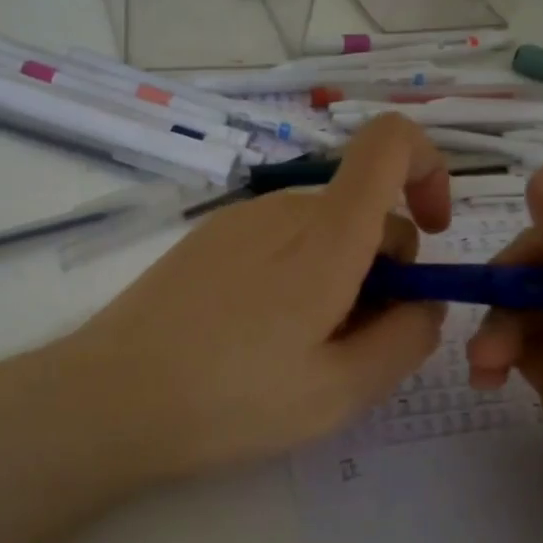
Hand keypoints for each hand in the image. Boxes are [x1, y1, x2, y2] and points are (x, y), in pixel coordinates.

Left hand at [47, 115, 450, 482]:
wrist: (109, 398)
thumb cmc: (231, 400)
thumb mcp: (341, 391)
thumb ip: (406, 339)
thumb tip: (426, 301)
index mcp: (325, 237)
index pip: (390, 143)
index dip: (429, 169)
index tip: (433, 235)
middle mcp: (283, 210)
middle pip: (363, 208)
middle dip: (384, 268)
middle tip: (355, 345)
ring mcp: (239, 220)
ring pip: (322, 230)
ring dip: (339, 277)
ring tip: (302, 352)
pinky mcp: (208, 239)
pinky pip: (279, 241)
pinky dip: (298, 274)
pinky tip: (260, 337)